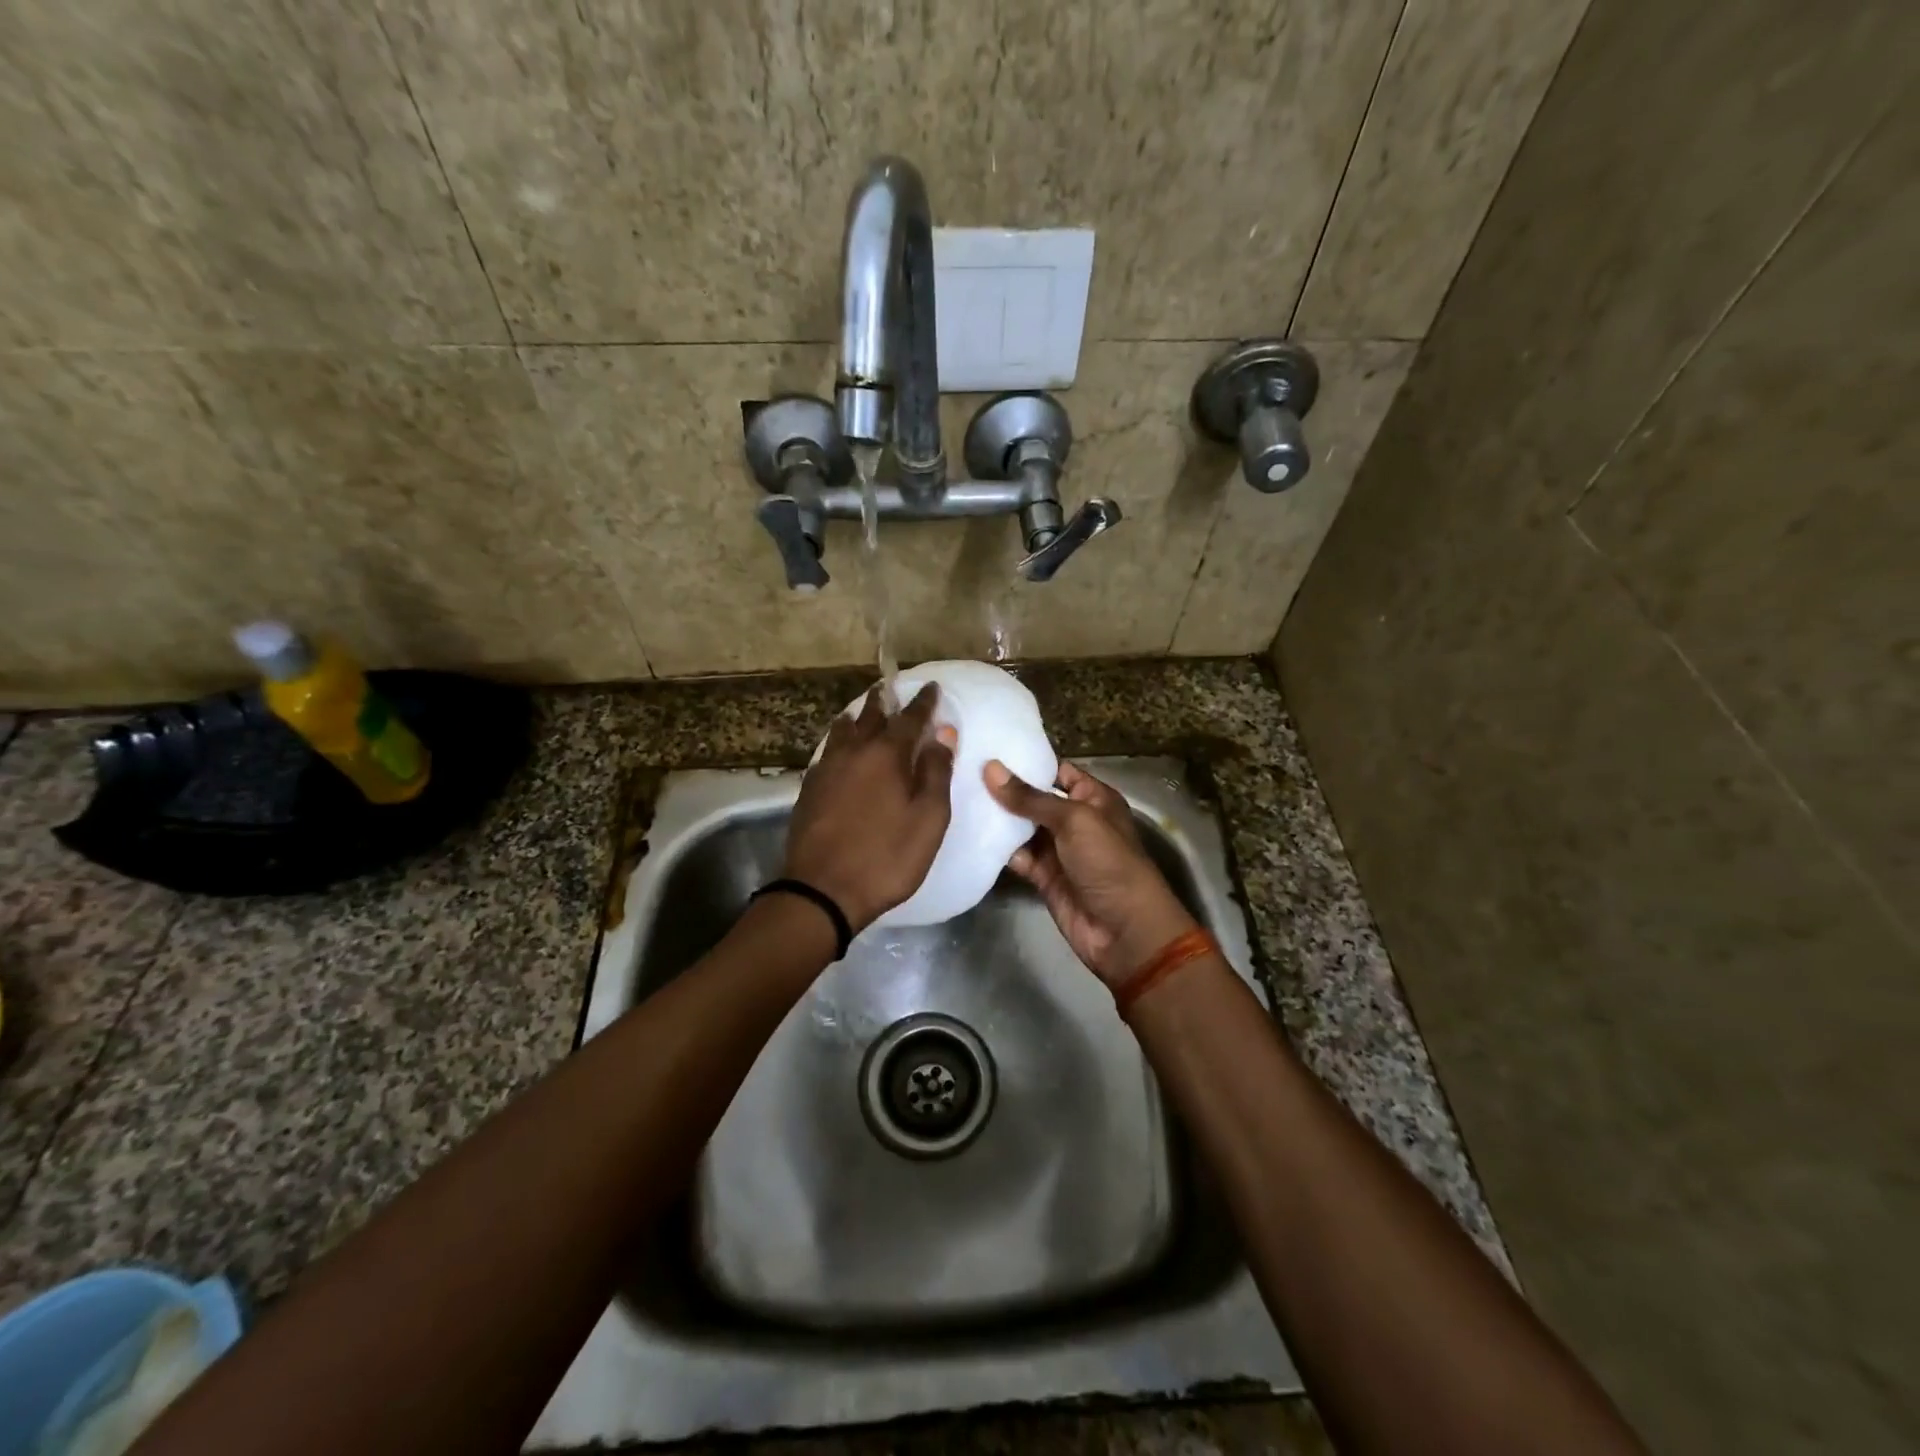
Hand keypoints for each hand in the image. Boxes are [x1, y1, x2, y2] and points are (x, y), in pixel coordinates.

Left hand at [784, 683, 955, 931]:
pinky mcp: (809, 790)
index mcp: (886, 756)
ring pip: (842, 731)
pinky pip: (827, 752)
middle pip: (870, 717)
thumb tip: (942, 734)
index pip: (909, 718)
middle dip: (883, 701)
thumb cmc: (886, 857)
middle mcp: (854, 753)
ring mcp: (826, 770)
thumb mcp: (928, 820)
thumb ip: (936, 773)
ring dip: (856, 718)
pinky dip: (838, 742)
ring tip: (861, 713)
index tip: (931, 687)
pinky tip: (838, 750)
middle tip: (890, 688)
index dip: (923, 702)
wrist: (823, 891)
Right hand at [984, 759, 1199, 986]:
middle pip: (1035, 799)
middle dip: (1004, 789)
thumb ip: (1030, 798)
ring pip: (1022, 828)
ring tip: (958, 797)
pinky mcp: (1043, 876)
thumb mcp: (1073, 820)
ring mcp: (1058, 850)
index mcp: (1093, 798)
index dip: (1027, 762)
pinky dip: (998, 848)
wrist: (1123, 930)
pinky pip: (1018, 856)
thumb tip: (990, 768)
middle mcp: (1075, 820)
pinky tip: (970, 833)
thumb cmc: (1108, 862)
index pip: (1057, 771)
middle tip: (962, 772)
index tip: (988, 749)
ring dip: (997, 818)